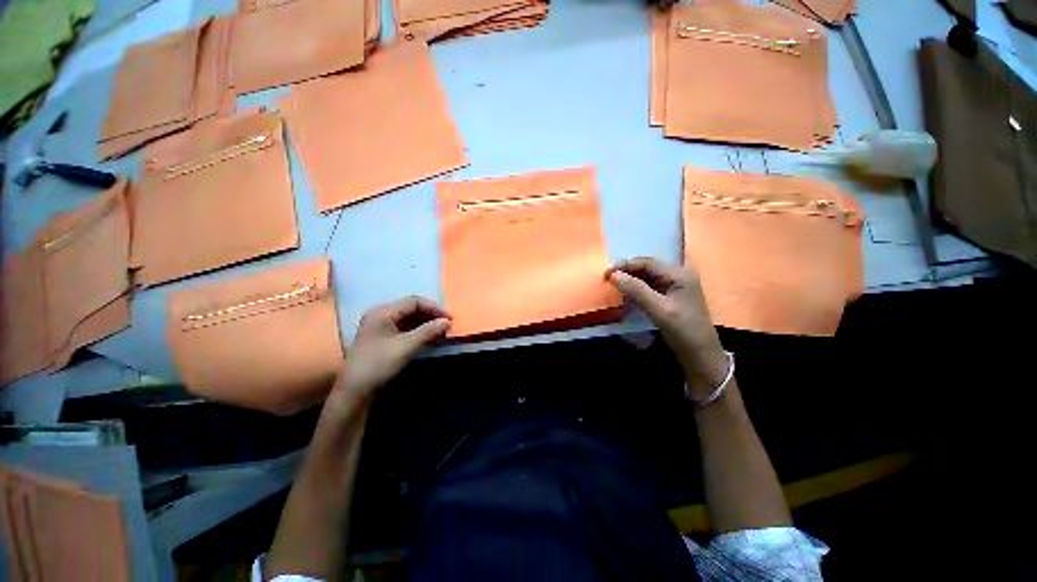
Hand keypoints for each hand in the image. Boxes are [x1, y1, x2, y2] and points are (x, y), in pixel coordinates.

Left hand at [331, 296, 450, 405]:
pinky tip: (431, 337)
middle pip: (412, 309)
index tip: (450, 318)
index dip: (434, 308)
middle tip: (448, 325)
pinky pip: (406, 329)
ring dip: (427, 324)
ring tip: (442, 331)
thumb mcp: (406, 346)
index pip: (414, 302)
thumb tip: (447, 321)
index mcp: (383, 312)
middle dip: (431, 315)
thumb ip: (428, 331)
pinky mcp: (384, 339)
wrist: (355, 391)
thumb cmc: (378, 365)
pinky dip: (419, 331)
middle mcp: (382, 315)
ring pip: (410, 319)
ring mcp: (382, 327)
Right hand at [606, 257, 727, 396]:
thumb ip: (636, 290)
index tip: (606, 273)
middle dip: (626, 271)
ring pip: (647, 276)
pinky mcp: (671, 296)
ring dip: (630, 279)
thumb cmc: (683, 331)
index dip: (625, 265)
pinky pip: (649, 286)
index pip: (647, 262)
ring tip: (614, 284)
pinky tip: (626, 293)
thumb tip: (614, 275)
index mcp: (679, 274)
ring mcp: (675, 285)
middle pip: (647, 267)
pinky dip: (636, 288)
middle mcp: (678, 275)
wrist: (700, 355)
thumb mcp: (659, 310)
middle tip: (607, 279)